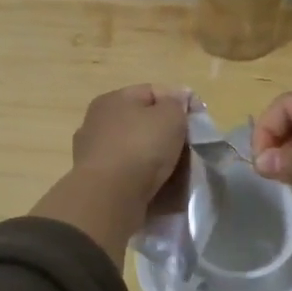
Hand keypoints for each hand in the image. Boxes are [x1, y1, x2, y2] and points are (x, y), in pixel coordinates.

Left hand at [68, 83, 191, 214]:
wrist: (109, 197)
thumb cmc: (141, 147)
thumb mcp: (170, 116)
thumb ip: (177, 103)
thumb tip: (177, 98)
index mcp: (113, 100)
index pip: (152, 92)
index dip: (178, 102)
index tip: (197, 121)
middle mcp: (98, 122)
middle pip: (142, 123)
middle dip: (166, 134)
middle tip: (189, 148)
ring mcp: (94, 154)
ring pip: (135, 151)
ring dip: (155, 159)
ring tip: (176, 172)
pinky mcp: (97, 182)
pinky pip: (128, 175)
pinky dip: (143, 180)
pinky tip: (159, 188)